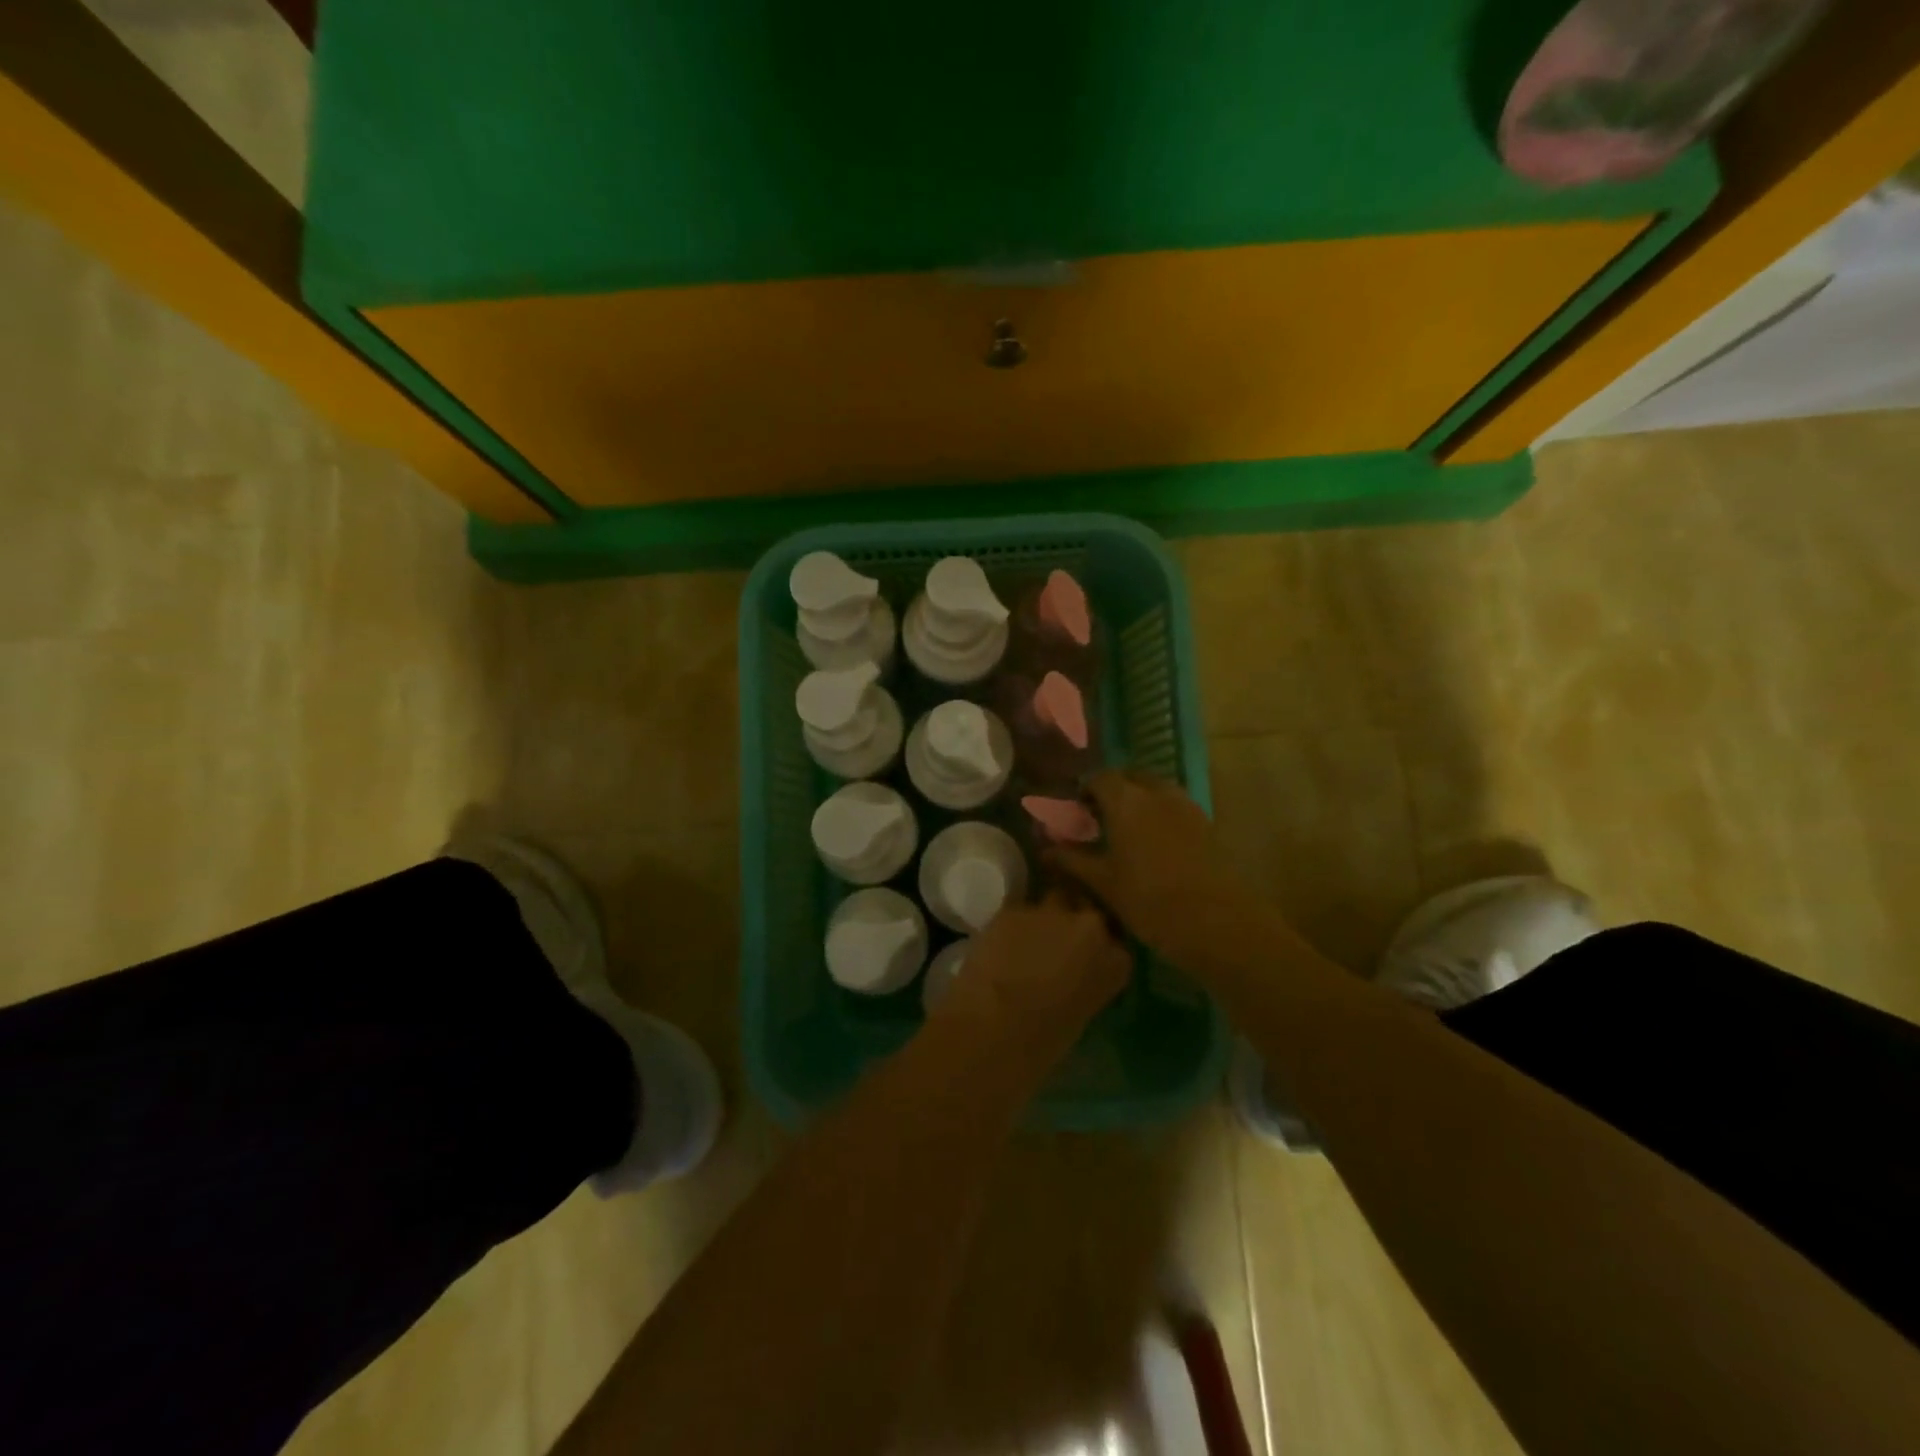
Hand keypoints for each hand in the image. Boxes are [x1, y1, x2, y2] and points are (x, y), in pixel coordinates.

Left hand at [933, 891, 1131, 1059]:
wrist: (994, 1029)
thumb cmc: (1042, 1044)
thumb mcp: (1081, 1015)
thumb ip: (1085, 985)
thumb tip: (1070, 978)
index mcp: (1116, 961)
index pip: (1116, 943)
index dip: (1097, 949)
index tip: (1084, 960)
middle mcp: (1090, 926)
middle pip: (1086, 910)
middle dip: (1073, 922)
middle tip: (1055, 944)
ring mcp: (1051, 912)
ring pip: (1052, 901)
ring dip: (1043, 918)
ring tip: (1025, 941)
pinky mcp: (1013, 907)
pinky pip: (1017, 910)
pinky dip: (1012, 924)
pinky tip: (999, 943)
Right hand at [1048, 771, 1283, 974]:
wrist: (1215, 921)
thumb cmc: (1148, 899)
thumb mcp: (1102, 882)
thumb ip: (1072, 860)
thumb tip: (1045, 849)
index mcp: (1126, 800)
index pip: (1099, 778)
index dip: (1085, 791)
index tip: (1076, 812)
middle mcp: (1156, 792)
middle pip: (1130, 778)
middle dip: (1113, 791)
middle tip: (1100, 819)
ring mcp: (1185, 805)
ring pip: (1155, 790)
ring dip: (1139, 801)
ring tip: (1127, 832)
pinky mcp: (1206, 823)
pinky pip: (1175, 806)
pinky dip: (1160, 814)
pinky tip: (1154, 844)